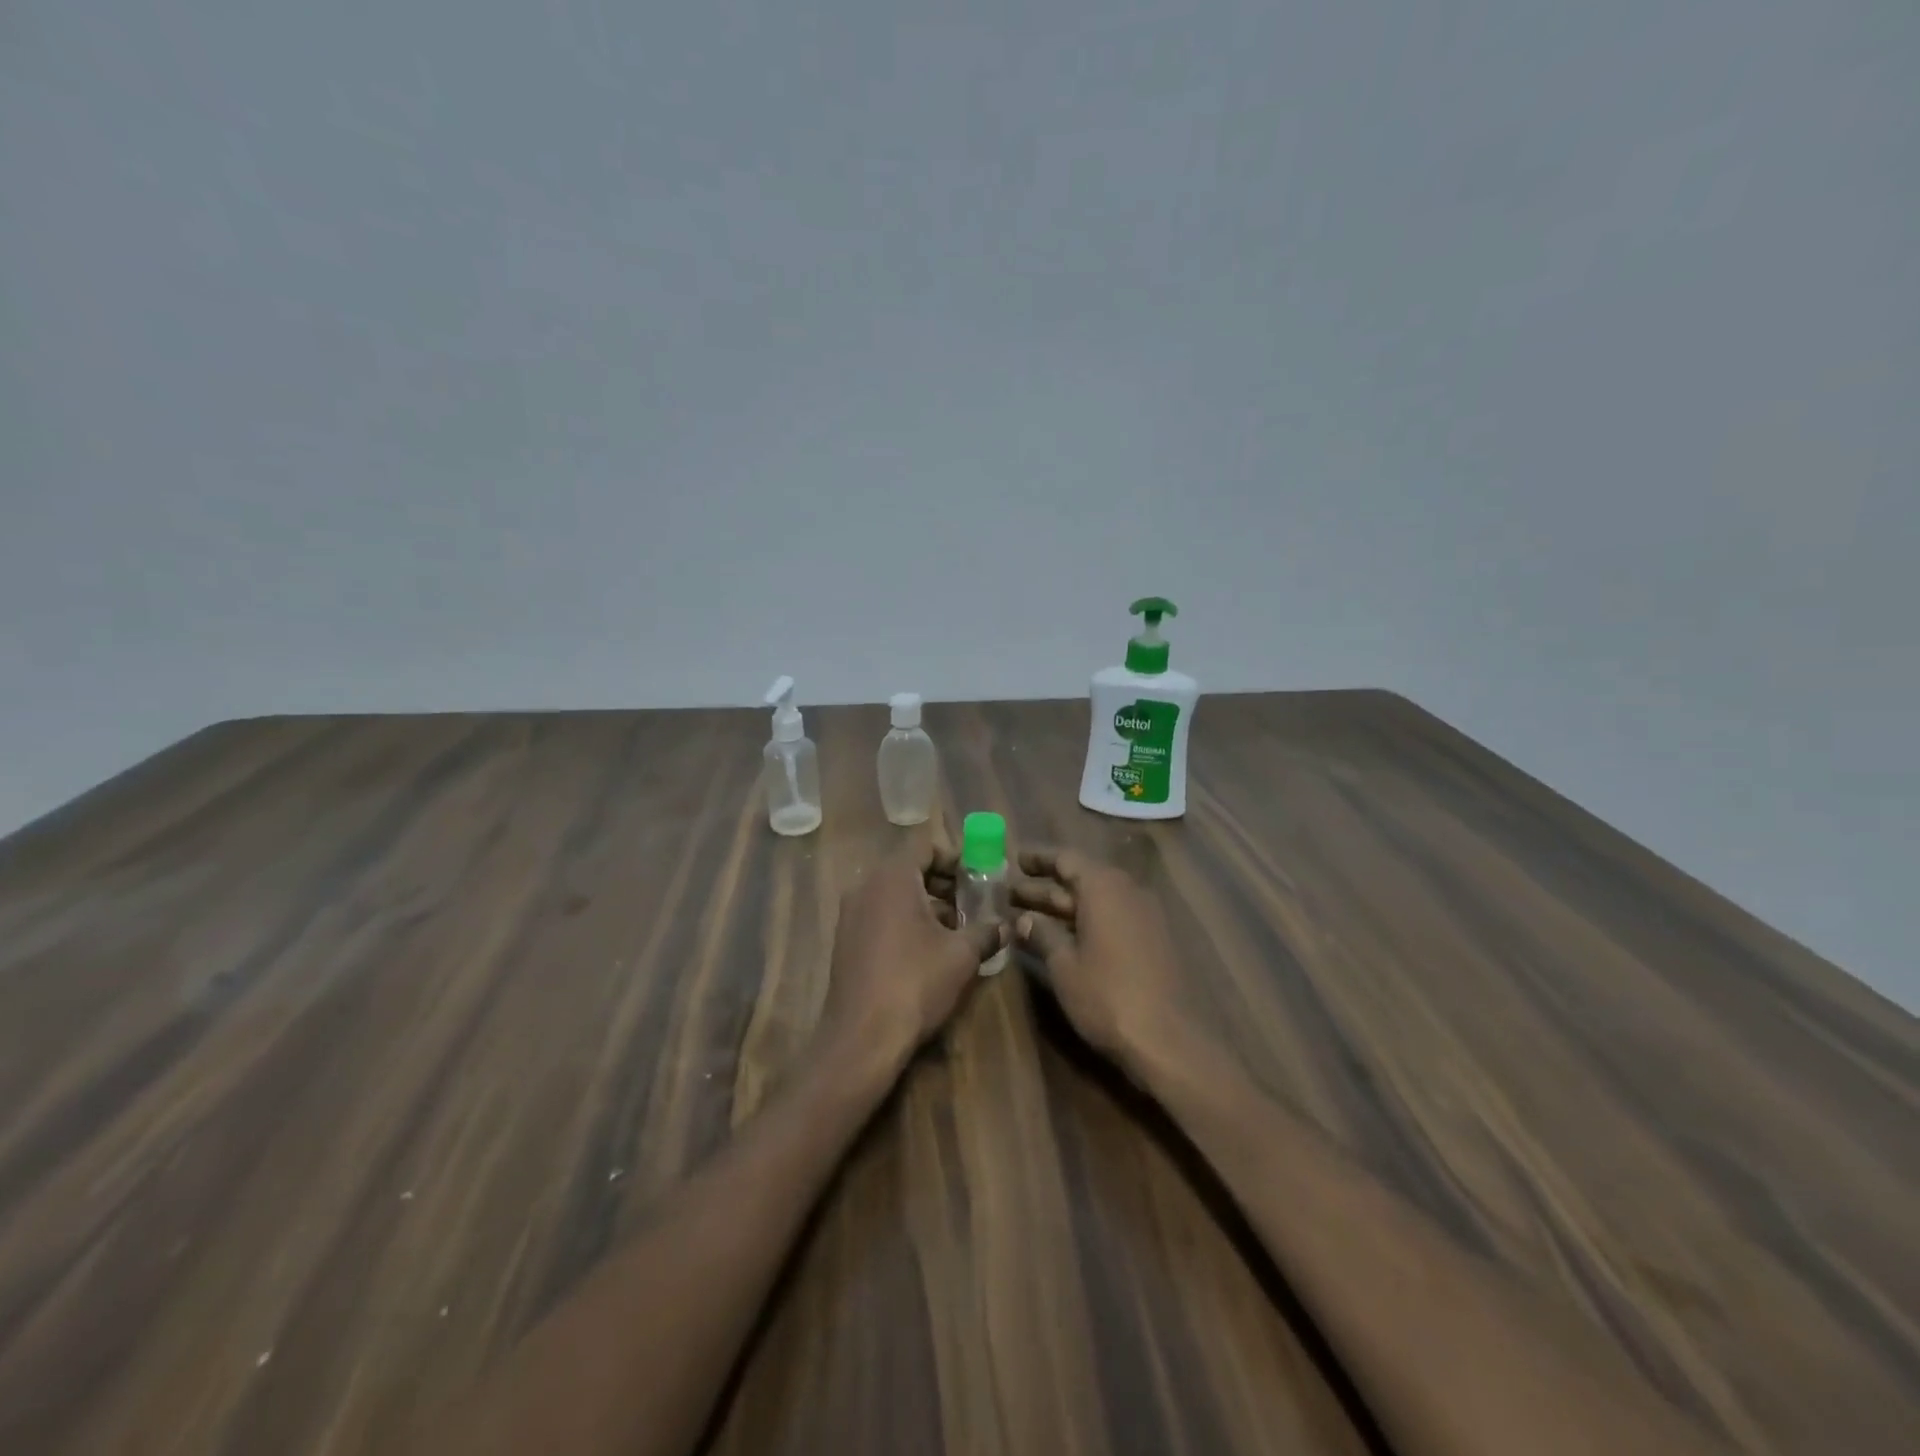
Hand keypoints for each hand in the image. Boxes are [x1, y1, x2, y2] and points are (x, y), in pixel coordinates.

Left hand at [818, 843, 1007, 1071]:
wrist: (862, 1038)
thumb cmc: (915, 983)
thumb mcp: (962, 955)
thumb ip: (986, 931)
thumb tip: (1006, 925)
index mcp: (892, 878)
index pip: (925, 846)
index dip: (955, 856)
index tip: (979, 875)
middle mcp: (865, 887)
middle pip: (910, 869)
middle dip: (944, 882)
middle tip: (974, 901)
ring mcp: (850, 915)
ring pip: (895, 894)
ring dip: (927, 903)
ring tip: (958, 928)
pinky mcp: (846, 941)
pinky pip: (881, 916)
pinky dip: (906, 921)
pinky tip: (930, 950)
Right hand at [1012, 847, 1188, 1068]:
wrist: (1169, 1040)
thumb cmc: (1107, 995)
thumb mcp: (1064, 965)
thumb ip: (1042, 934)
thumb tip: (1024, 919)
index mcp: (1103, 887)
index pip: (1066, 858)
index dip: (1038, 859)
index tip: (1014, 860)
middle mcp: (1127, 891)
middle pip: (1080, 878)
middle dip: (1044, 886)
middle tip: (1009, 892)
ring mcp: (1144, 916)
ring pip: (1096, 900)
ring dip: (1063, 906)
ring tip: (1027, 915)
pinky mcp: (1153, 940)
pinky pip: (1112, 917)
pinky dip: (1085, 921)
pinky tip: (1062, 938)